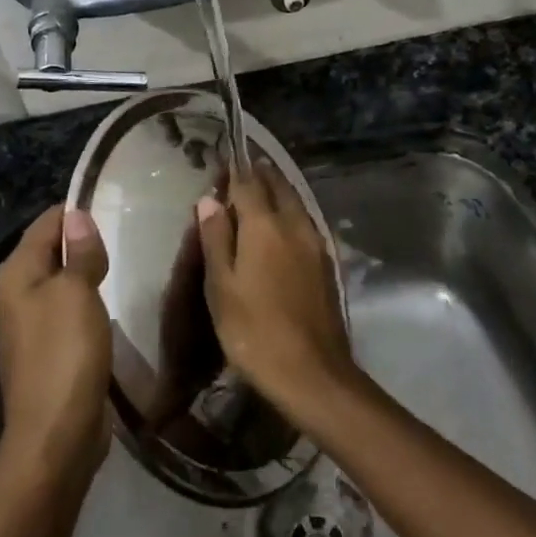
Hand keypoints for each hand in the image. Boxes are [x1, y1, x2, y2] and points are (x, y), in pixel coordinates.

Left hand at [0, 206, 111, 481]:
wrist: (56, 436)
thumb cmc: (64, 353)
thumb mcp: (76, 292)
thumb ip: (79, 252)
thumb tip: (77, 215)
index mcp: (17, 273)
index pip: (47, 222)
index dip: (77, 211)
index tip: (116, 204)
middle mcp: (18, 293)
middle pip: (53, 249)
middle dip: (85, 240)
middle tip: (128, 230)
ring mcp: (32, 324)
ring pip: (63, 280)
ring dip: (90, 271)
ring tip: (126, 259)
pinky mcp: (50, 349)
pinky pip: (70, 309)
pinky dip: (90, 300)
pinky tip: (114, 301)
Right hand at [194, 161, 351, 419]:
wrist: (313, 373)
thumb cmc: (255, 331)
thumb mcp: (221, 287)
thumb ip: (216, 239)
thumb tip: (209, 200)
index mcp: (265, 225)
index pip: (248, 184)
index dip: (235, 172)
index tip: (224, 163)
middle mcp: (294, 224)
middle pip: (278, 186)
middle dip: (261, 175)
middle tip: (244, 171)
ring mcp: (315, 243)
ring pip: (296, 202)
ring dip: (278, 191)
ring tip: (261, 191)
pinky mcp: (326, 262)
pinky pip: (305, 222)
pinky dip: (290, 212)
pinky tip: (281, 226)